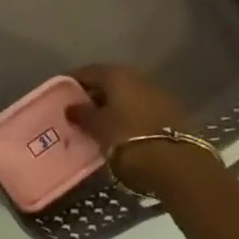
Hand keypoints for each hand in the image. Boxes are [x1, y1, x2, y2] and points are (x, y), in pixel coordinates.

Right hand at [66, 65, 210, 196]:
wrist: (179, 167)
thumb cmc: (128, 140)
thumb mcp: (97, 128)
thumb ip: (81, 114)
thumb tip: (70, 107)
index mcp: (116, 74)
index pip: (86, 72)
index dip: (71, 84)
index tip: (59, 97)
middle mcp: (138, 77)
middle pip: (109, 82)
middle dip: (93, 95)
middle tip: (78, 111)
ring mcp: (158, 93)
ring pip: (127, 95)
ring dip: (112, 106)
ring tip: (99, 124)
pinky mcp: (173, 113)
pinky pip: (142, 108)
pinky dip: (129, 115)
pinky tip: (121, 131)